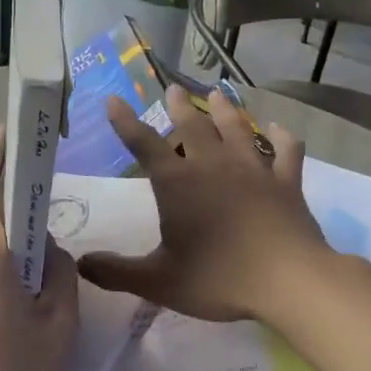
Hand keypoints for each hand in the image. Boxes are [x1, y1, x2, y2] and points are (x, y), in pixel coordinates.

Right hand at [79, 86, 323, 322]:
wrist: (289, 281)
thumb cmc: (218, 279)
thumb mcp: (158, 282)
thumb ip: (116, 272)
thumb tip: (80, 264)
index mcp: (178, 185)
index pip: (144, 145)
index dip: (126, 122)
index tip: (114, 100)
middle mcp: (213, 166)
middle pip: (193, 127)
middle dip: (179, 107)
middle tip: (172, 89)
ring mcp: (254, 171)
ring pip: (237, 129)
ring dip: (224, 111)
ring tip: (216, 94)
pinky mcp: (287, 183)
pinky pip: (285, 151)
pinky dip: (281, 137)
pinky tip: (277, 129)